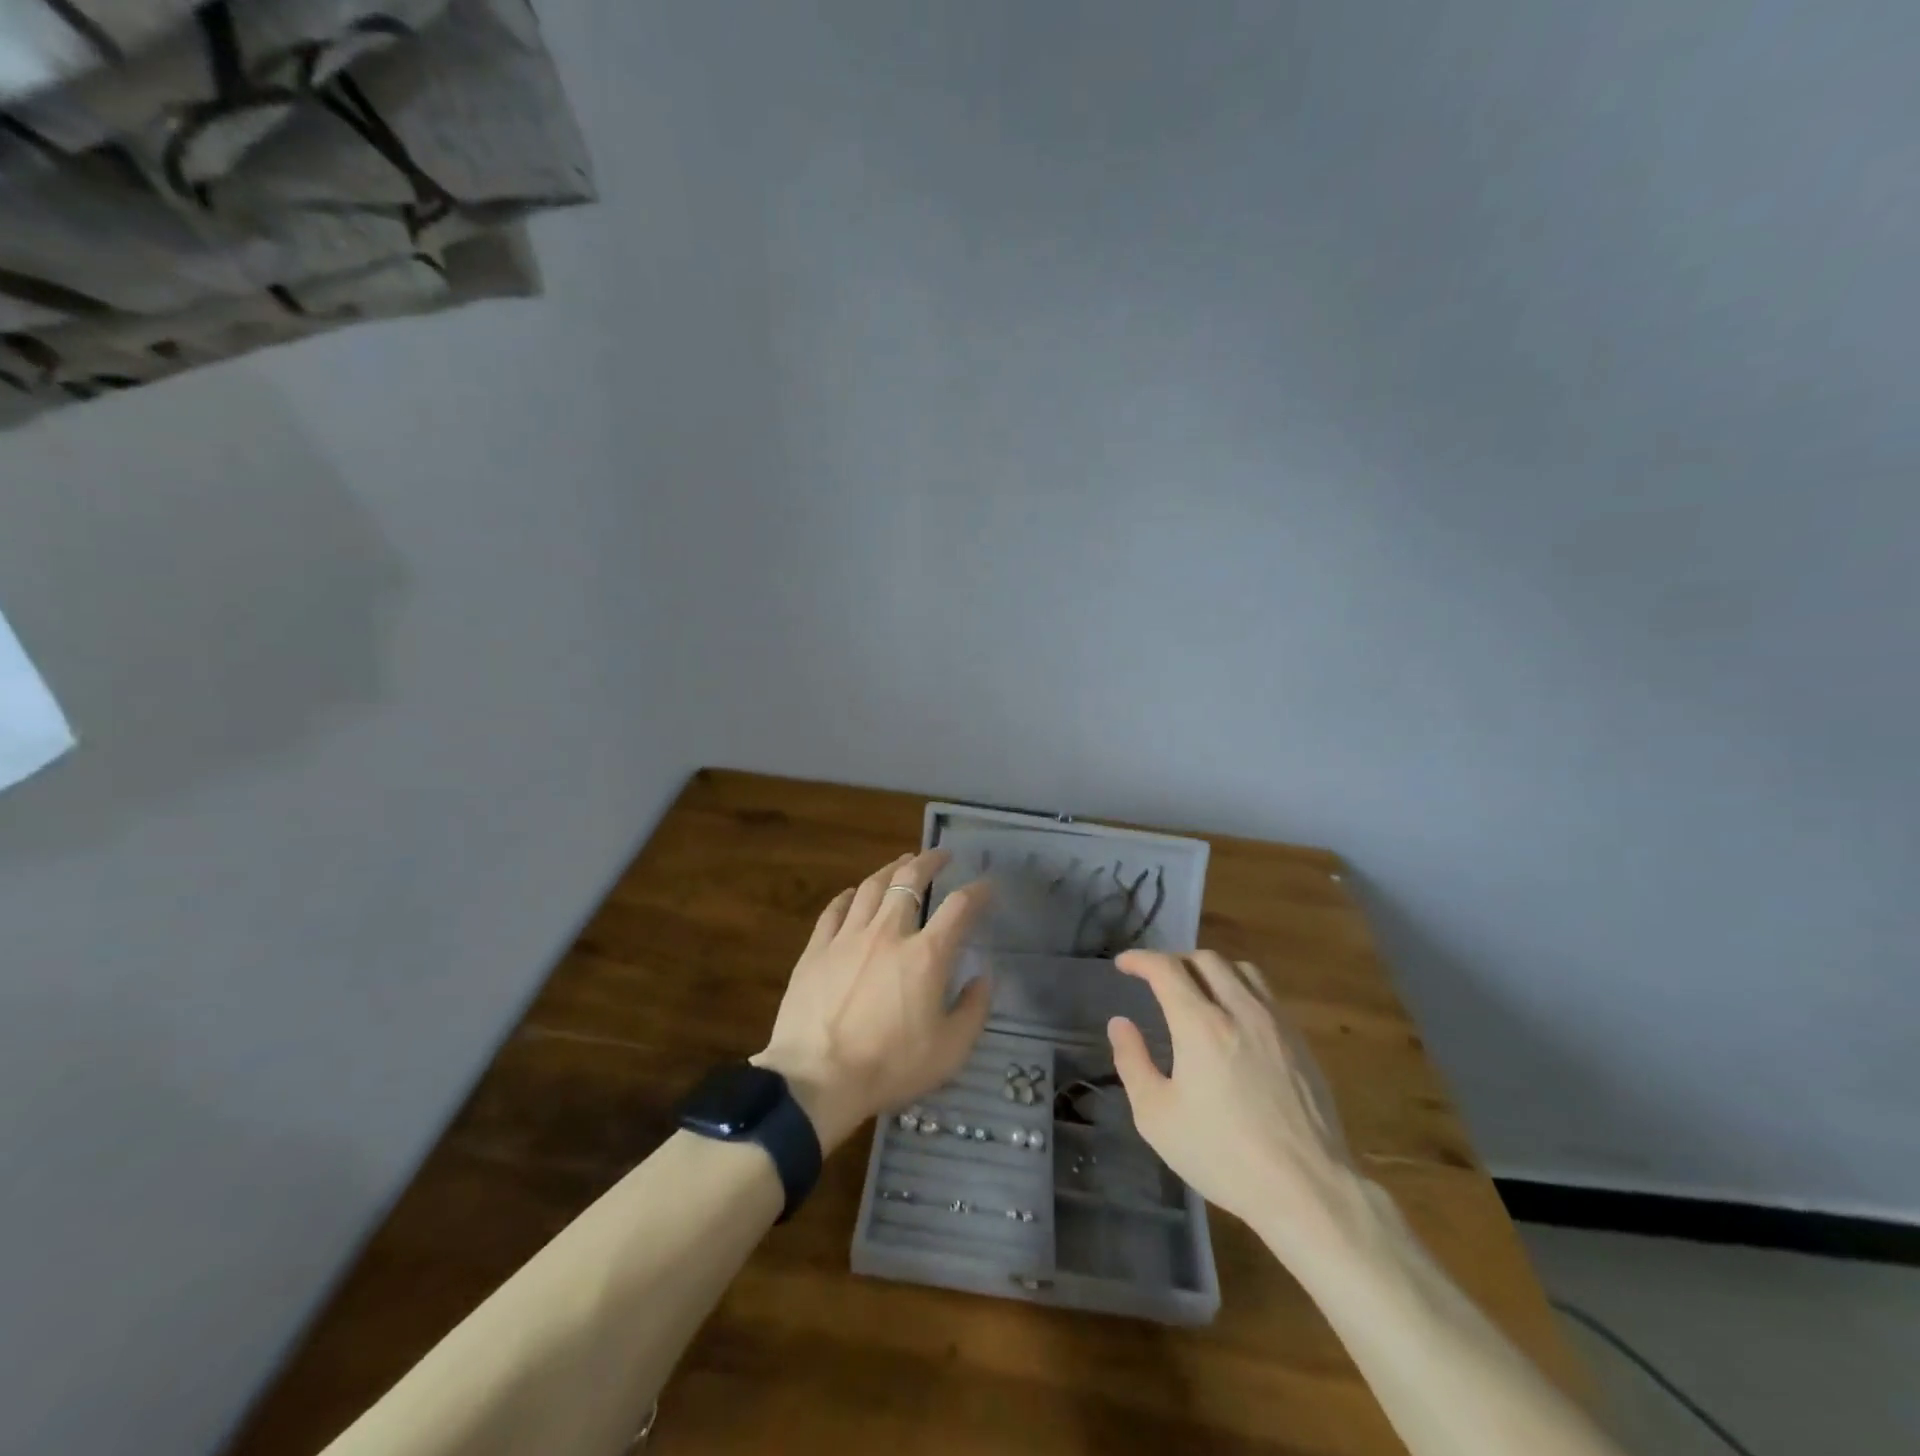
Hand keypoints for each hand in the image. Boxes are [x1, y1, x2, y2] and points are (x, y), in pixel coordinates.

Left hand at [754, 850, 991, 1153]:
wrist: (816, 1080)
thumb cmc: (890, 1066)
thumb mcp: (950, 1051)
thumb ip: (973, 1010)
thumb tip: (983, 977)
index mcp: (926, 955)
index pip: (959, 907)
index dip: (977, 891)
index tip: (986, 886)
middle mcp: (888, 933)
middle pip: (909, 879)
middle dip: (928, 861)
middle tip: (940, 855)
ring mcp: (847, 937)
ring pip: (871, 887)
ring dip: (890, 869)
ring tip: (900, 862)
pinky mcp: (816, 950)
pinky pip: (834, 910)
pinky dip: (848, 896)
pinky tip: (853, 893)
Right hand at [1108, 950, 1371, 1263]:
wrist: (1306, 1189)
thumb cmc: (1222, 1155)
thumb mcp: (1157, 1116)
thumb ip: (1132, 1062)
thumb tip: (1120, 1023)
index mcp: (1200, 1024)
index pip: (1166, 968)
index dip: (1140, 959)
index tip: (1124, 964)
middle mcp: (1239, 1010)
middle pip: (1205, 959)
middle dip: (1174, 961)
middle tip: (1157, 979)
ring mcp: (1276, 1023)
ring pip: (1241, 970)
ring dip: (1211, 970)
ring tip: (1197, 990)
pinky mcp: (1300, 1042)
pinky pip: (1265, 994)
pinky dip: (1240, 989)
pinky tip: (1235, 1019)